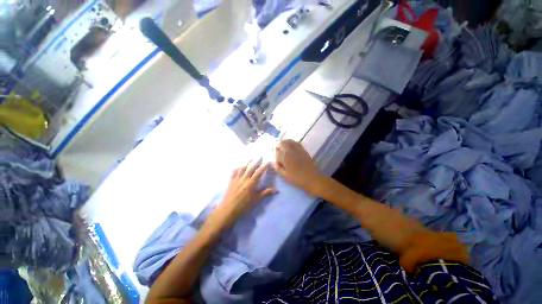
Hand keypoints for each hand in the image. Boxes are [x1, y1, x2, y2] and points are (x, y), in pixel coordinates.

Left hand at [213, 158, 275, 225]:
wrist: (228, 209)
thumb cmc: (244, 205)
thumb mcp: (256, 200)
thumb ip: (266, 193)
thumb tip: (277, 190)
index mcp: (251, 183)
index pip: (259, 172)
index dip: (264, 166)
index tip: (268, 161)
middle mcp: (244, 178)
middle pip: (251, 167)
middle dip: (256, 160)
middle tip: (260, 154)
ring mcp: (237, 178)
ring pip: (242, 167)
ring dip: (247, 161)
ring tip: (251, 156)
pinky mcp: (231, 180)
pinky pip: (234, 171)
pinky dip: (237, 167)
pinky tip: (238, 164)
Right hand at [274, 140, 324, 195]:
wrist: (312, 178)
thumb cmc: (297, 178)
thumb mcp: (284, 175)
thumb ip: (278, 167)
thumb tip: (275, 162)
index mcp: (285, 155)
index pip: (277, 149)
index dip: (275, 151)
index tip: (274, 154)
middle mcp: (291, 149)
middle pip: (283, 142)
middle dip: (279, 144)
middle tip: (278, 149)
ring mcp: (298, 149)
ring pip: (290, 141)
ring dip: (285, 143)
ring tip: (284, 147)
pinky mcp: (304, 150)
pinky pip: (297, 143)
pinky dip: (292, 143)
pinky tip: (291, 148)